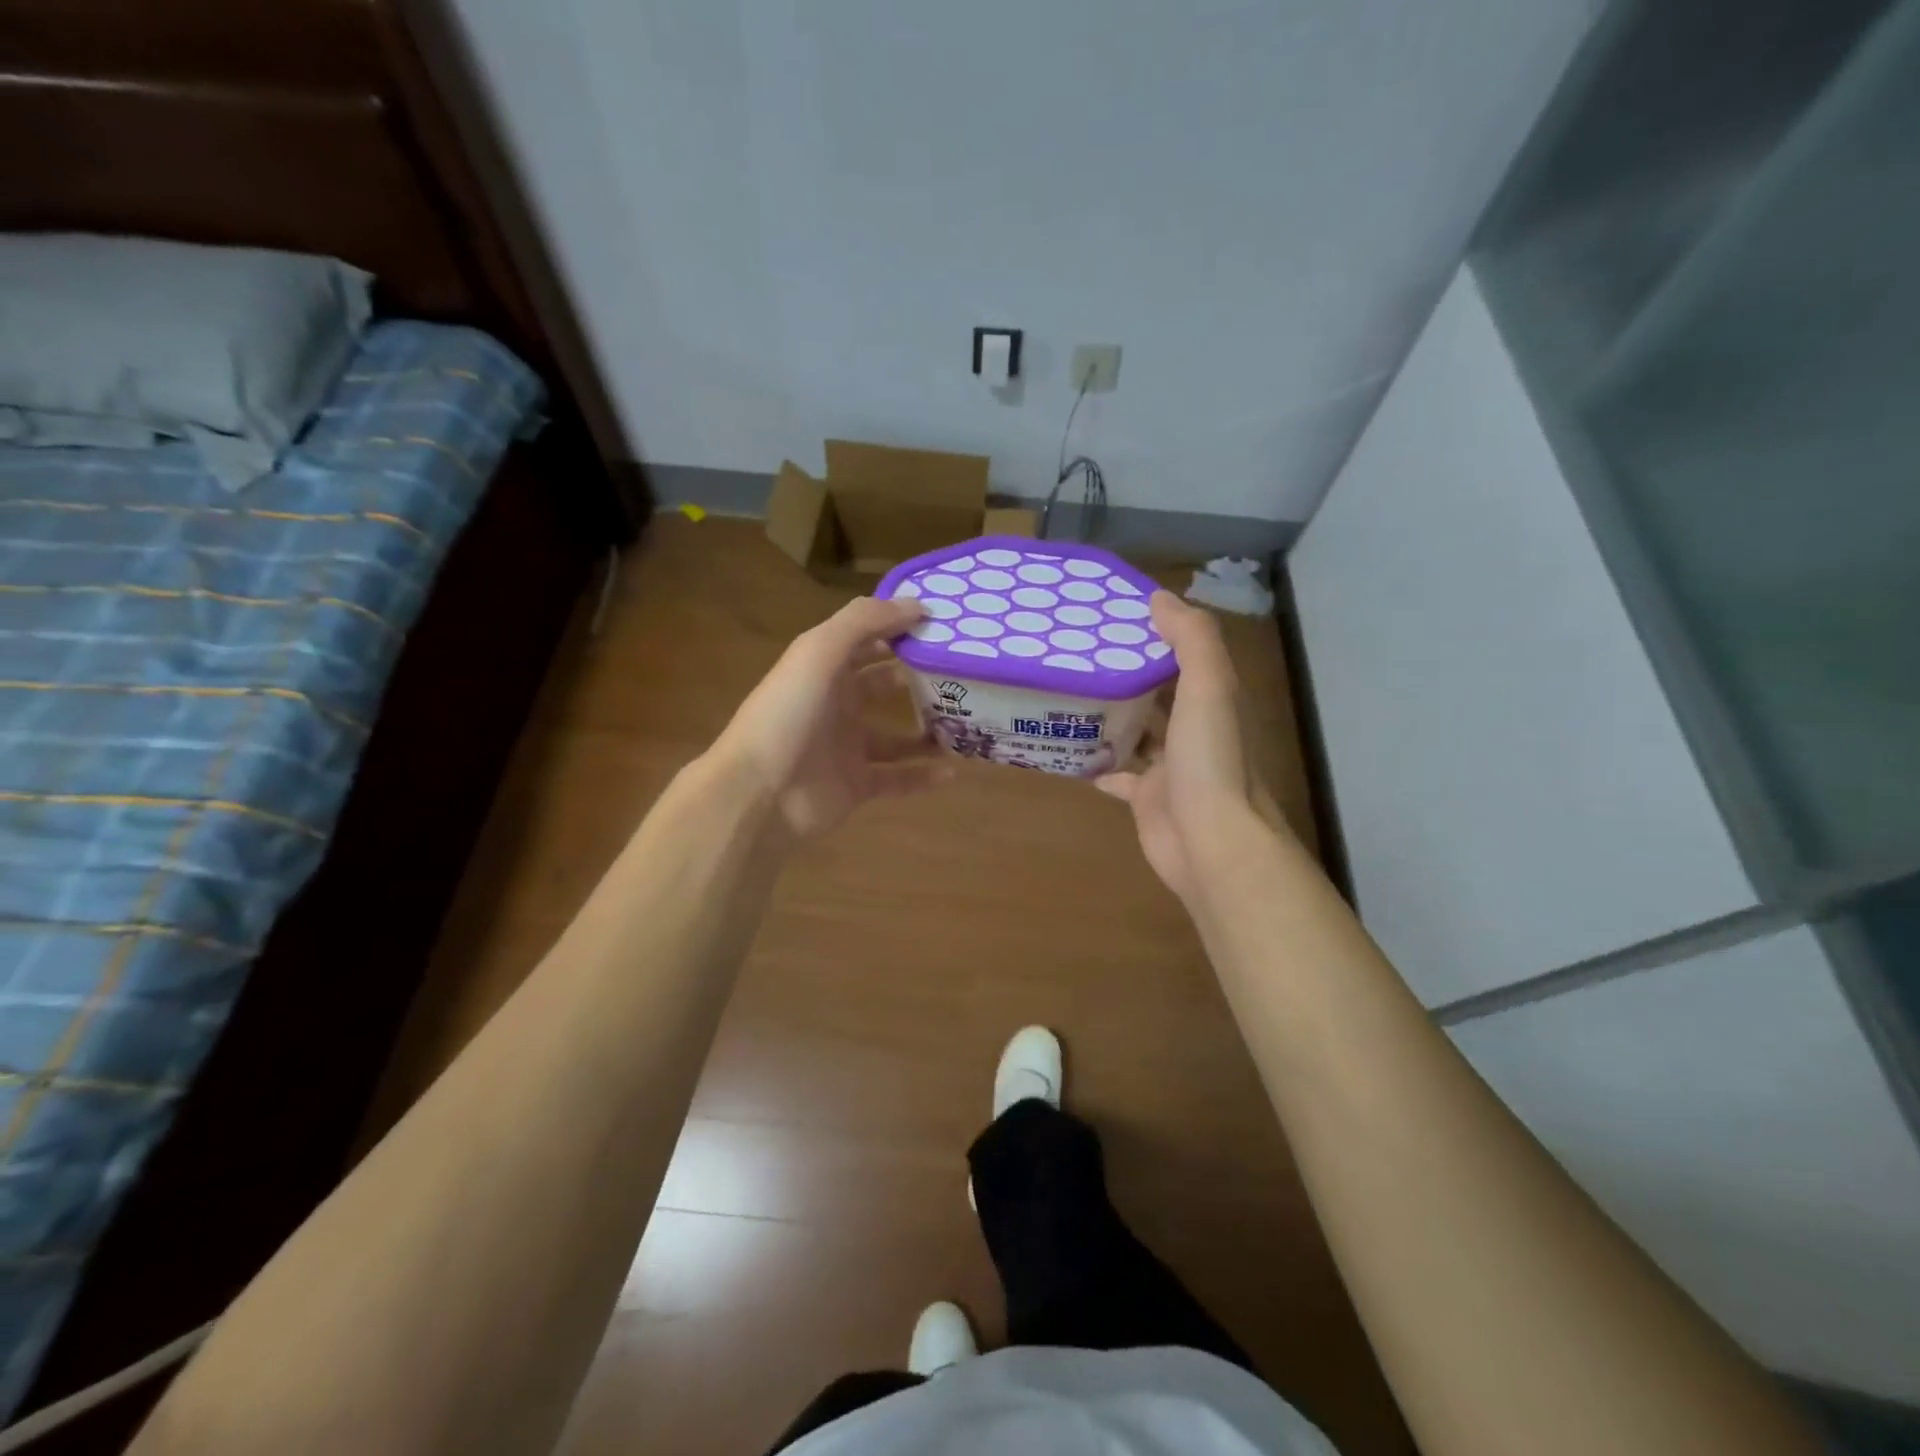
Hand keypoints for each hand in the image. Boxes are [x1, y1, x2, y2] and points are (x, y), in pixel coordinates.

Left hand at [711, 595, 952, 839]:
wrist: (758, 794)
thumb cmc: (787, 715)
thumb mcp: (819, 652)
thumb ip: (864, 622)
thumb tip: (917, 604)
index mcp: (825, 668)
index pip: (868, 639)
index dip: (901, 629)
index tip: (946, 625)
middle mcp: (837, 704)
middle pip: (885, 685)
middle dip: (920, 678)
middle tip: (966, 673)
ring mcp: (847, 748)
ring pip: (897, 736)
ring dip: (929, 729)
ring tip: (968, 722)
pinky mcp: (857, 786)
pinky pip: (898, 779)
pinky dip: (923, 776)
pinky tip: (953, 772)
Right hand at [1096, 592, 1277, 905]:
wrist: (1210, 841)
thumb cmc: (1209, 760)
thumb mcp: (1209, 687)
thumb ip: (1191, 639)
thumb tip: (1159, 597)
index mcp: (1211, 699)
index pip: (1184, 655)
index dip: (1157, 632)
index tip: (1116, 613)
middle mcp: (1192, 729)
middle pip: (1159, 692)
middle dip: (1128, 673)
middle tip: (1079, 650)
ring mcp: (1168, 766)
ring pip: (1137, 732)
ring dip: (1111, 714)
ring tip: (1068, 689)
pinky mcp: (1145, 797)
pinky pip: (1117, 775)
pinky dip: (1097, 763)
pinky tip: (1068, 749)